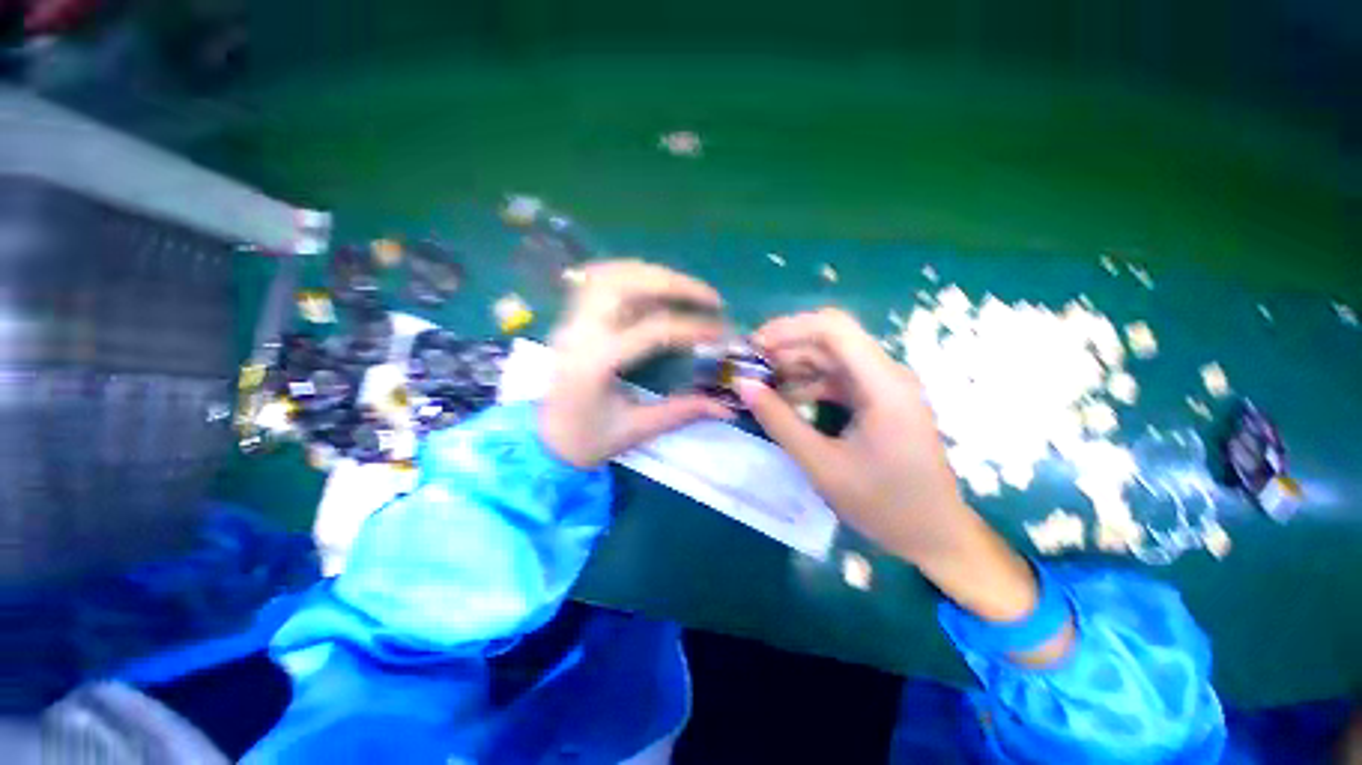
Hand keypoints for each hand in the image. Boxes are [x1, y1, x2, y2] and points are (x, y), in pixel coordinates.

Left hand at [539, 260, 733, 467]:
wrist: (541, 441)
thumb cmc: (586, 440)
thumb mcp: (636, 431)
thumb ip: (682, 412)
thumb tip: (727, 406)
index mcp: (595, 363)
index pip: (652, 330)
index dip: (694, 327)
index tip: (723, 332)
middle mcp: (580, 332)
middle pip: (627, 284)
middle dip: (675, 284)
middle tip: (710, 297)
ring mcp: (571, 320)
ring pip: (611, 274)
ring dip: (653, 274)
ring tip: (685, 289)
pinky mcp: (570, 317)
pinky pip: (598, 280)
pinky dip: (630, 274)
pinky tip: (651, 285)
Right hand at [741, 308, 1039, 623]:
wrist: (934, 535)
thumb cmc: (884, 505)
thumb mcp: (822, 465)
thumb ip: (779, 421)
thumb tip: (743, 385)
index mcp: (883, 385)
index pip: (834, 329)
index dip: (789, 328)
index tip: (754, 346)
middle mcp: (886, 375)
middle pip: (830, 339)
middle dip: (786, 346)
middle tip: (749, 366)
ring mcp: (883, 387)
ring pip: (831, 357)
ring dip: (794, 365)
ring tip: (760, 383)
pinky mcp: (878, 400)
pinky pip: (837, 379)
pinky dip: (808, 384)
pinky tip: (785, 399)